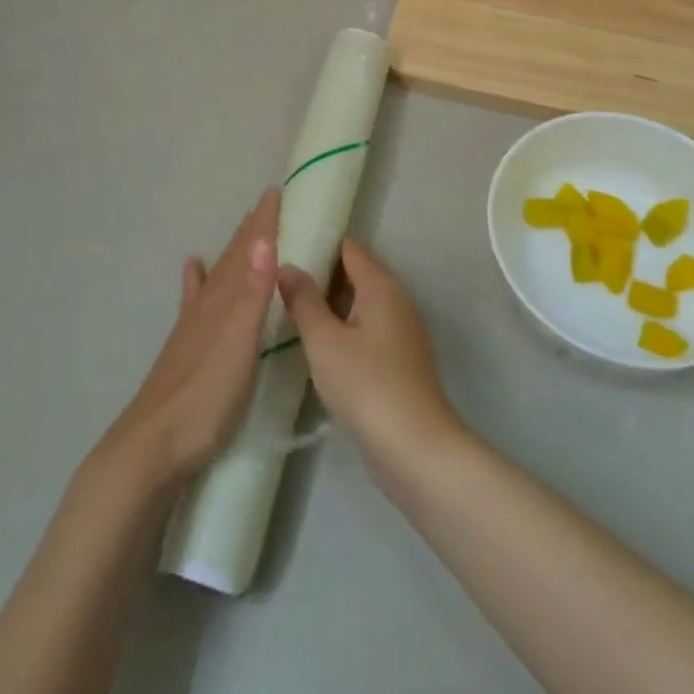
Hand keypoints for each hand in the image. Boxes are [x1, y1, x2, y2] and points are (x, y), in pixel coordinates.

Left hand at [108, 188, 278, 486]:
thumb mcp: (239, 344)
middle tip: (266, 204)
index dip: (263, 223)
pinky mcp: (184, 348)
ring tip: (241, 229)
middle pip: (232, 259)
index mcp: (225, 302)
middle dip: (251, 231)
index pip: (248, 252)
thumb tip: (263, 238)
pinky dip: (194, 281)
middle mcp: (208, 306)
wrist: (152, 446)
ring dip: (231, 251)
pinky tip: (191, 268)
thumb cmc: (205, 397)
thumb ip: (252, 293)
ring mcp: (192, 326)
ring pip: (216, 276)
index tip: (276, 192)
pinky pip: (192, 301)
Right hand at [277, 240, 465, 482]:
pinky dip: (343, 331)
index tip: (285, 248)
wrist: (415, 449)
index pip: (348, 248)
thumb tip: (287, 265)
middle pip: (354, 274)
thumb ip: (304, 300)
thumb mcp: (324, 340)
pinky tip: (317, 347)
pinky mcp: (399, 362)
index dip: (318, 244)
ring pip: (360, 305)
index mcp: (381, 285)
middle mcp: (396, 300)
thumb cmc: (366, 384)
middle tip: (278, 282)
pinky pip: (366, 331)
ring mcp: (401, 332)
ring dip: (330, 307)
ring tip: (289, 311)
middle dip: (320, 276)